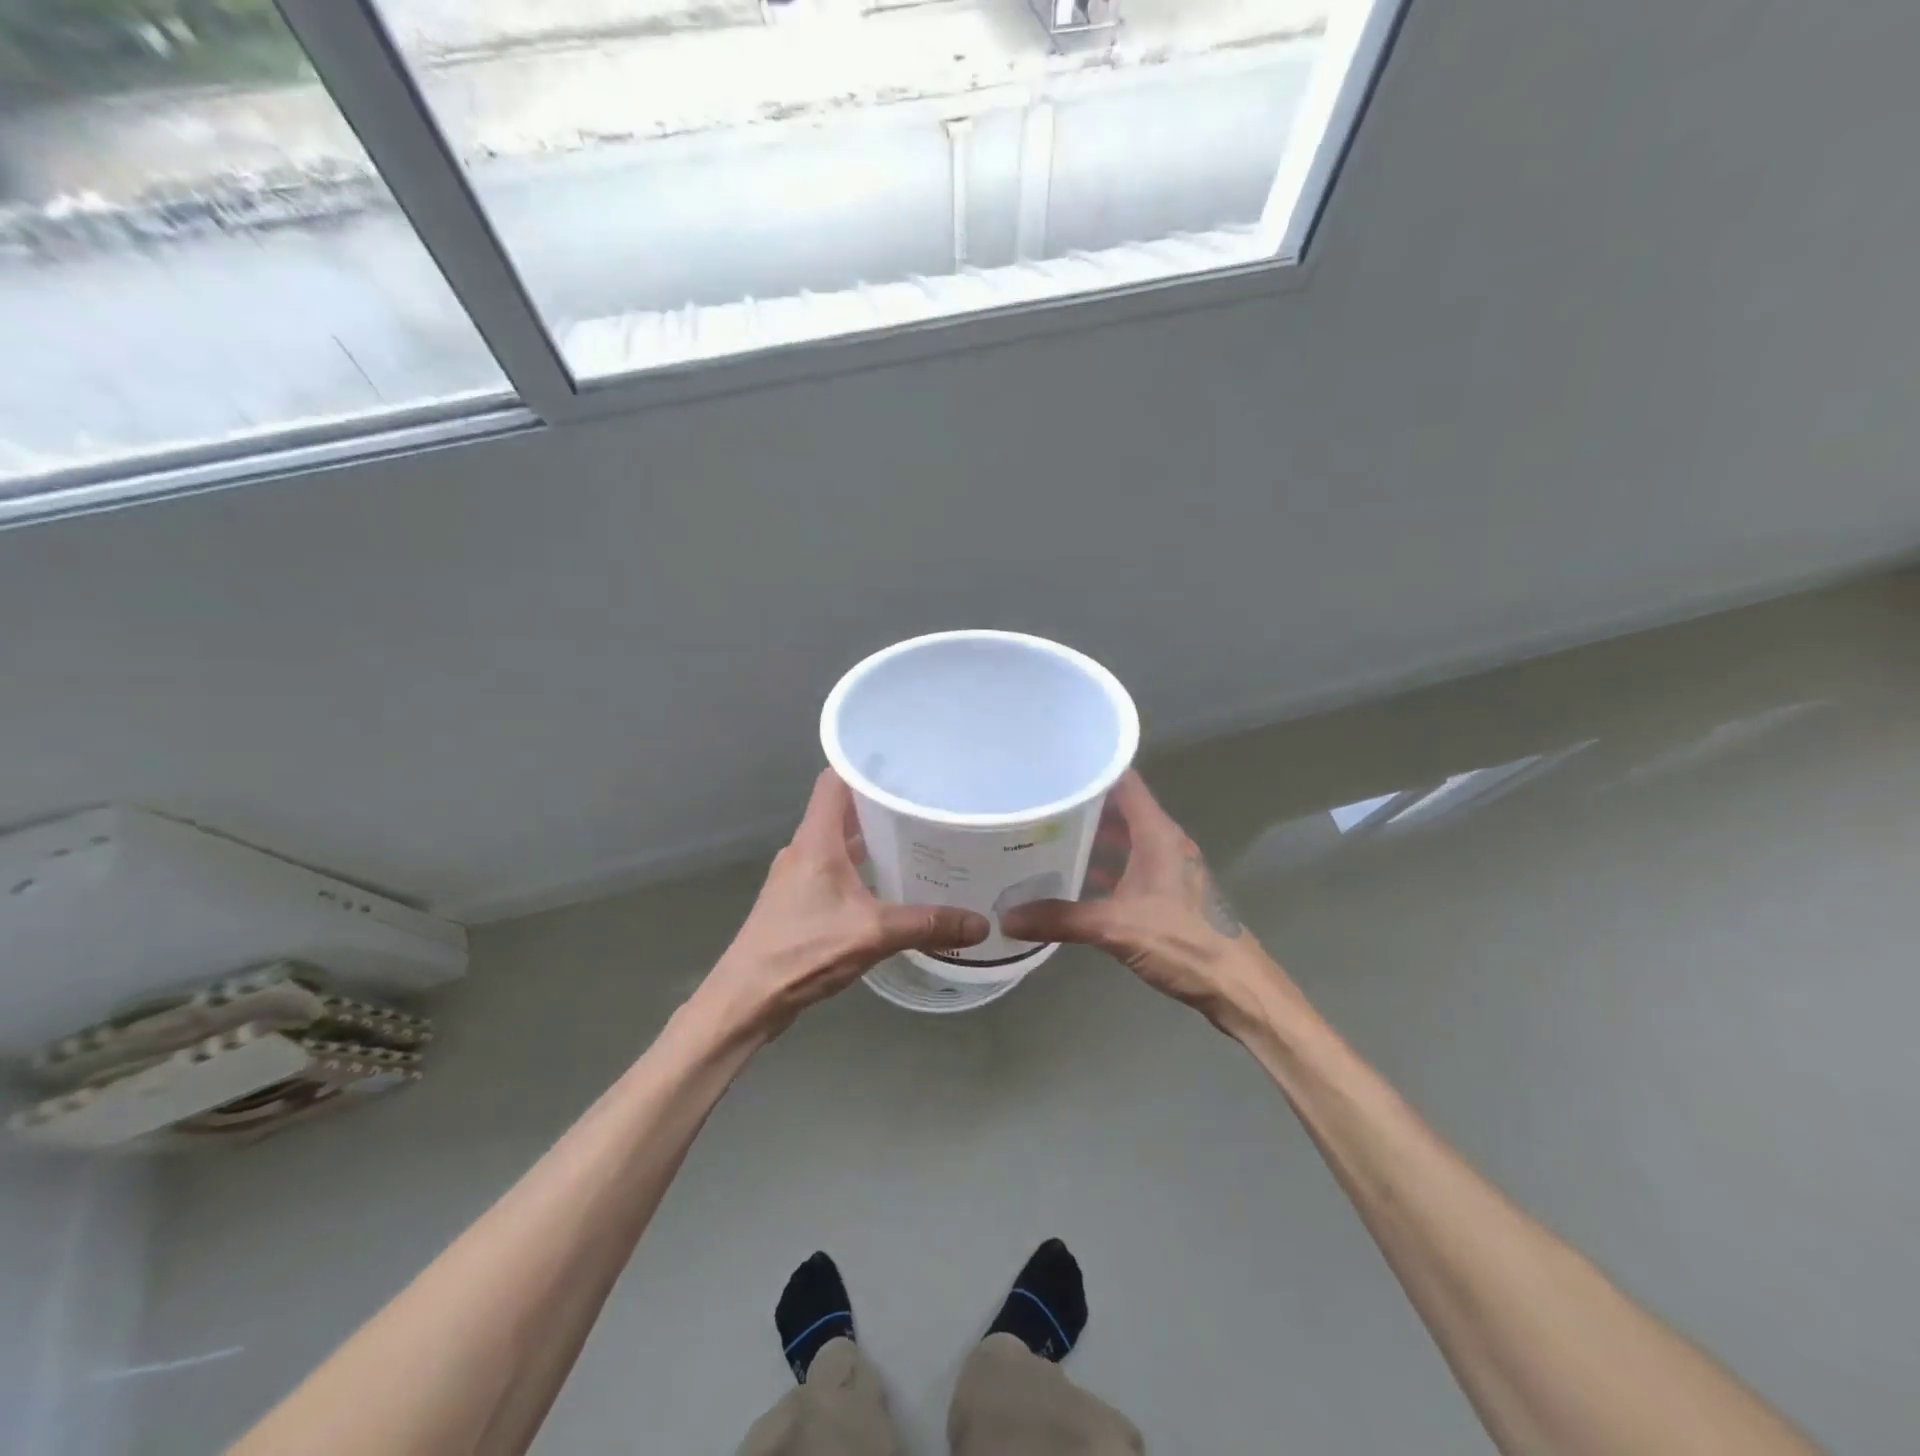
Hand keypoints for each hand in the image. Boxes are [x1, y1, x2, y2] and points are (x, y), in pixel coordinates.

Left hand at [699, 770, 990, 1038]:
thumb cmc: (803, 952)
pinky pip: (833, 868)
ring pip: (838, 841)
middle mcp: (803, 849)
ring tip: (915, 839)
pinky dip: (860, 866)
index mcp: (816, 840)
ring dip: (870, 837)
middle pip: (841, 809)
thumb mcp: (873, 934)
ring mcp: (797, 876)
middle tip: (924, 803)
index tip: (904, 763)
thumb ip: (927, 925)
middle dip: (879, 803)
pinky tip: (888, 884)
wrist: (746, 999)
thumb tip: (980, 923)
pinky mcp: (797, 901)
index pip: (835, 780)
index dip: (865, 765)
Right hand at [999, 772, 1276, 1033]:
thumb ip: (1061, 919)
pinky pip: (1131, 867)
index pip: (1125, 782)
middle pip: (1122, 809)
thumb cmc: (1182, 942)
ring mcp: (1170, 868)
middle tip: (1041, 803)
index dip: (1093, 770)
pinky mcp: (1170, 894)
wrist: (1236, 985)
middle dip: (1084, 805)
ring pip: (1127, 840)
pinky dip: (1107, 868)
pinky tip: (1078, 880)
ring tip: (1051, 836)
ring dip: (1095, 838)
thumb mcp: (1115, 928)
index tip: (1055, 767)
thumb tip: (1007, 917)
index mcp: (1158, 834)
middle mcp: (1165, 843)